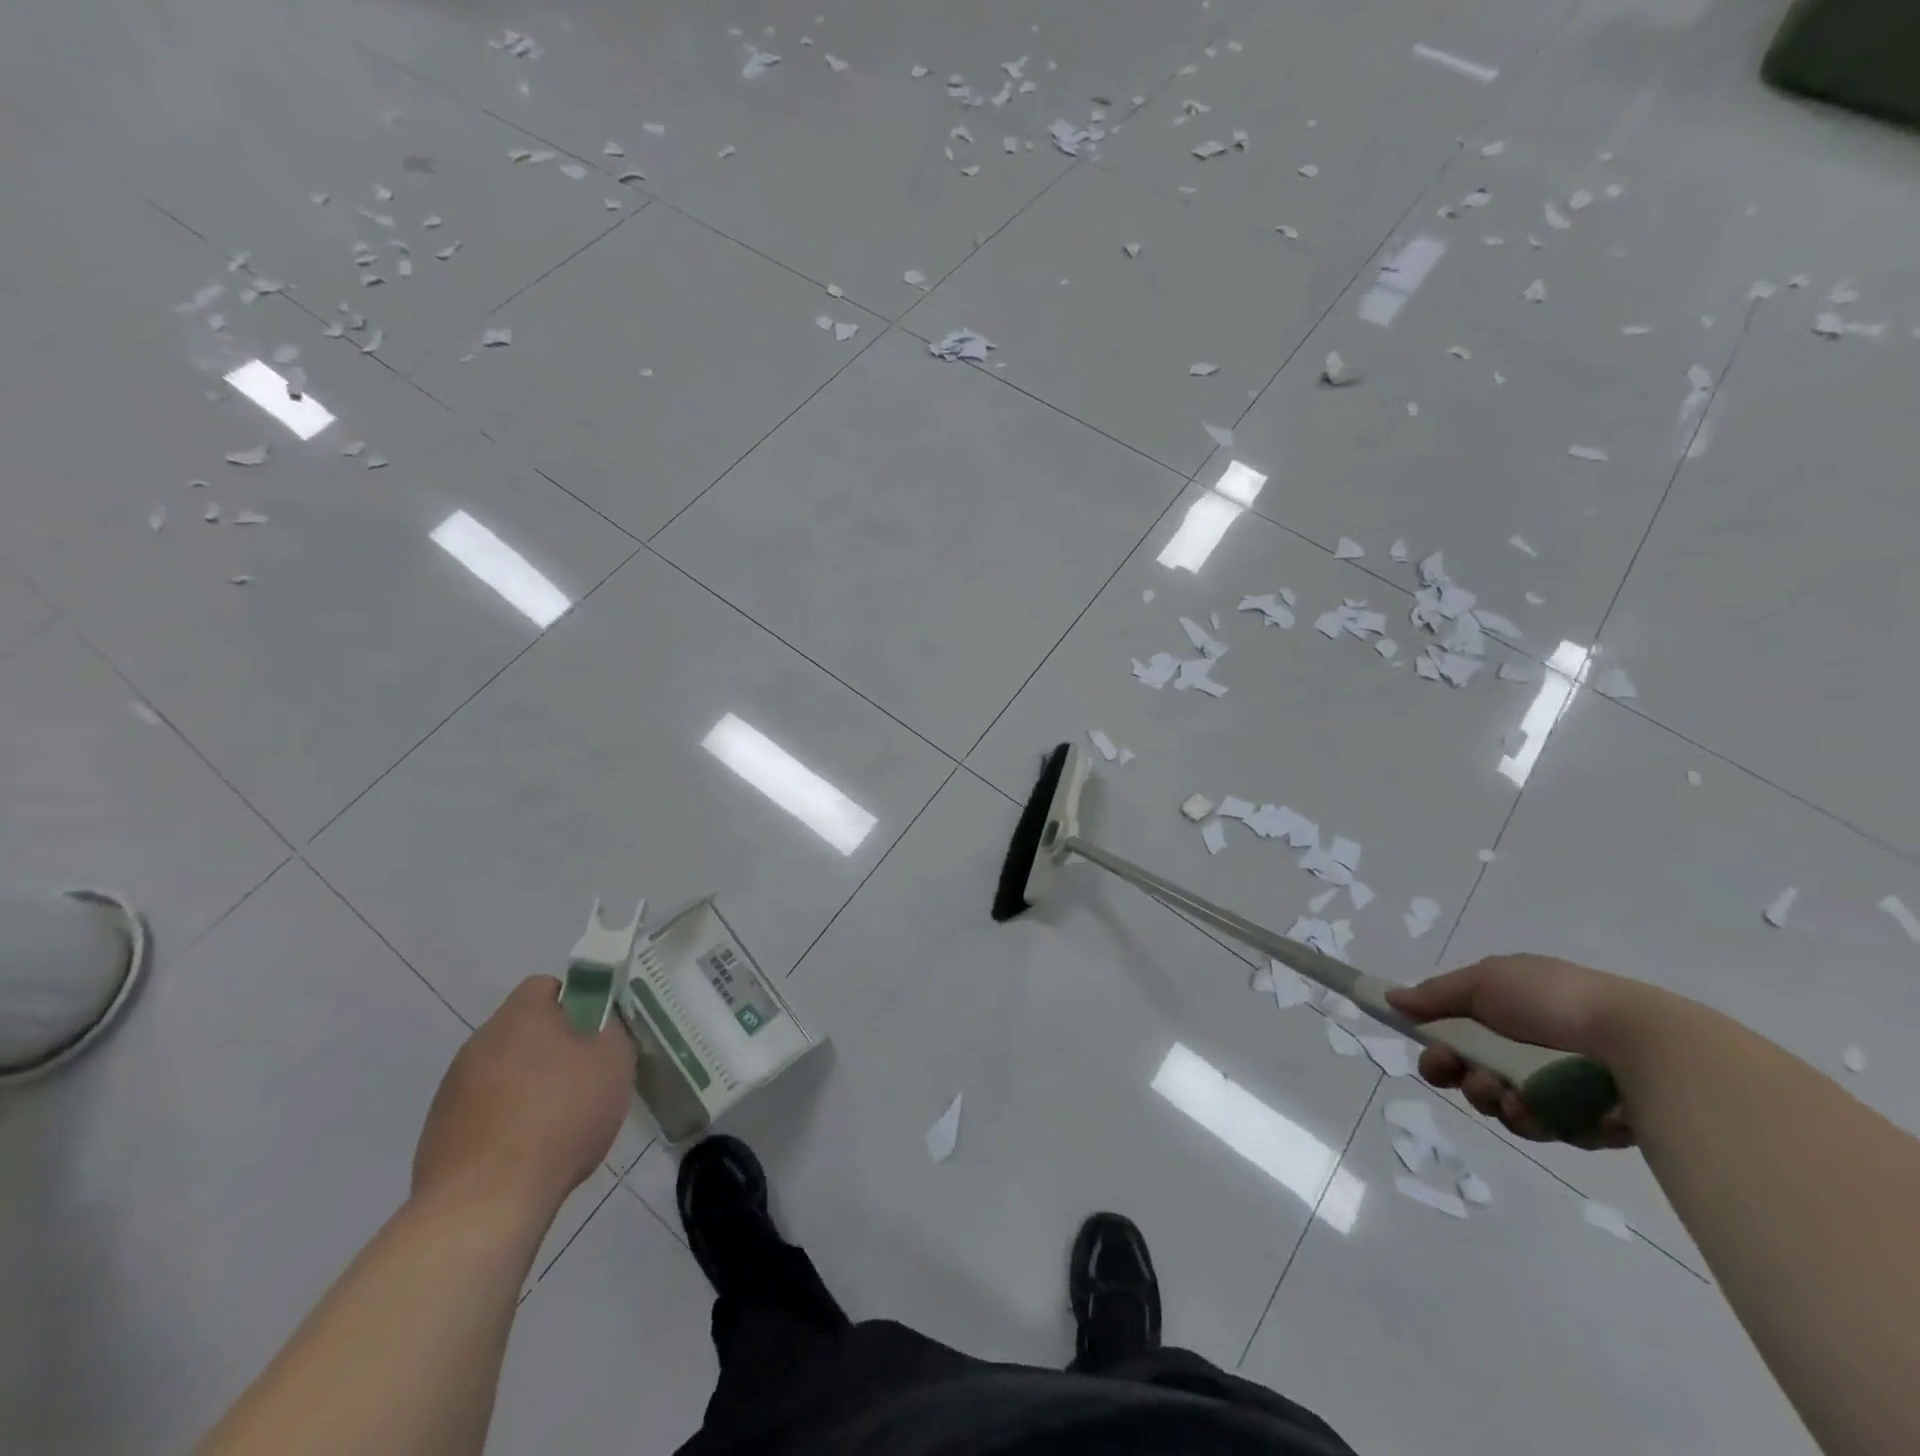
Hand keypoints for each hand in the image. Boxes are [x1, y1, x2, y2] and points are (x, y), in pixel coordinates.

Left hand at [412, 975, 634, 1218]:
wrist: (485, 1202)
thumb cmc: (561, 1116)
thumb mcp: (614, 1061)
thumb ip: (610, 1029)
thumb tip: (599, 1022)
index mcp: (520, 1015)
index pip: (546, 986)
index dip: (575, 1003)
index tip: (594, 1034)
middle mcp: (479, 1041)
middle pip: (523, 1030)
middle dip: (552, 1048)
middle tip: (584, 1078)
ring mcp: (452, 1089)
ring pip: (502, 1071)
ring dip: (527, 1085)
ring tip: (555, 1123)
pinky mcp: (438, 1132)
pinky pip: (482, 1111)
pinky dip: (504, 1122)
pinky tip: (525, 1153)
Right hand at [1386, 954, 1652, 1149]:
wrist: (1640, 1042)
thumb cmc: (1554, 1001)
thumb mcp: (1485, 981)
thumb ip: (1436, 995)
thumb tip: (1392, 999)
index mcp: (1509, 1010)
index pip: (1458, 1036)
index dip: (1439, 1050)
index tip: (1433, 1058)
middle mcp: (1532, 1047)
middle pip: (1479, 1076)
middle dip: (1470, 1082)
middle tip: (1477, 1081)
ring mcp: (1564, 1085)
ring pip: (1510, 1107)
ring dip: (1502, 1103)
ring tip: (1517, 1098)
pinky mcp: (1594, 1121)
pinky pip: (1552, 1129)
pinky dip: (1544, 1121)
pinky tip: (1551, 1112)